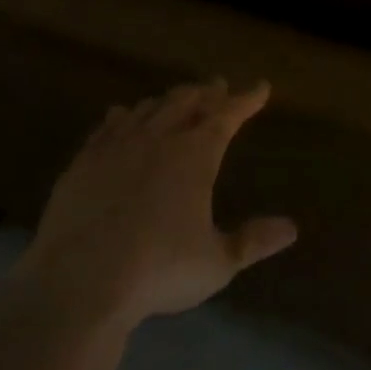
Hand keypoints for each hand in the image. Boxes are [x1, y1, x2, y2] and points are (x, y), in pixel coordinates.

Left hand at [21, 79, 297, 328]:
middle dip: (207, 93)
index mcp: (195, 155)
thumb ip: (252, 242)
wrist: (78, 283)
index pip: (228, 115)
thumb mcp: (216, 263)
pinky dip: (123, 115)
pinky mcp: (84, 161)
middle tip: (218, 86)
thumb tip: (291, 228)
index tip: (261, 86)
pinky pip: (108, 125)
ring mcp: (118, 146)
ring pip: (149, 108)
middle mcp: (159, 138)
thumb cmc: (157, 271)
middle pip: (187, 102)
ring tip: (177, 98)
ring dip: (168, 100)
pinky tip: (121, 114)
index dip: (247, 99)